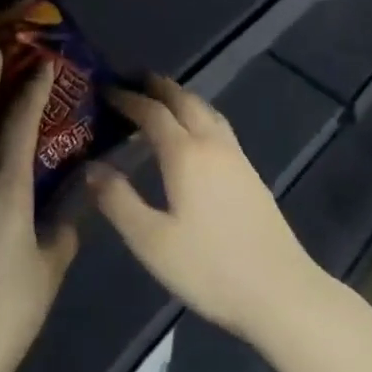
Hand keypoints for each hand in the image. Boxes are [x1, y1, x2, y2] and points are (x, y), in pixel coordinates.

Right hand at [87, 76, 327, 343]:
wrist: (280, 290)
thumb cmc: (210, 268)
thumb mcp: (152, 242)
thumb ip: (118, 201)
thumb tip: (91, 168)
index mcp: (185, 154)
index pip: (152, 113)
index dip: (128, 98)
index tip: (106, 90)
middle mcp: (212, 143)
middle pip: (184, 100)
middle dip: (157, 86)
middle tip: (133, 80)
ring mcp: (236, 156)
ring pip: (205, 109)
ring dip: (181, 97)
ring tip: (161, 98)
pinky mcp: (250, 172)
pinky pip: (218, 125)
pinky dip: (198, 114)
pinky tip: (194, 133)